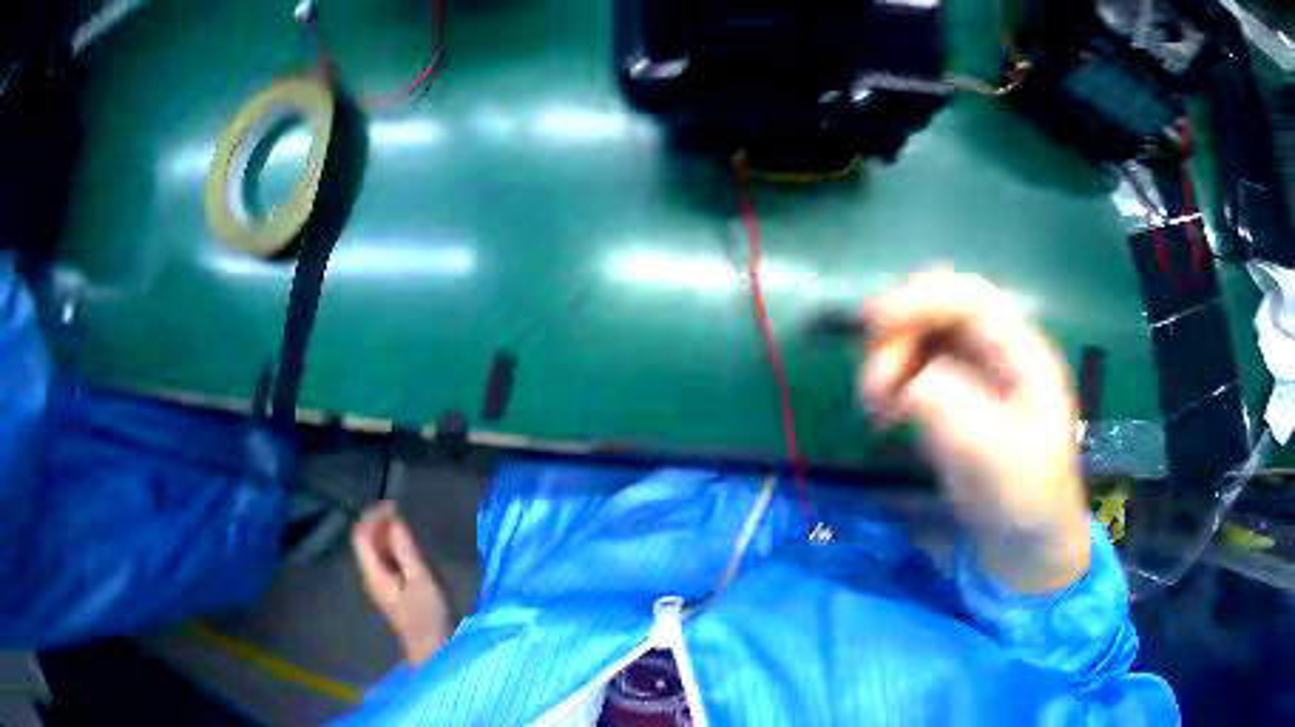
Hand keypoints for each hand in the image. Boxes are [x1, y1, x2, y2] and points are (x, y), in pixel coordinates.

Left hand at [352, 501, 451, 665]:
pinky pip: (384, 560)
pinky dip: (393, 548)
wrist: (433, 649)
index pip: (361, 535)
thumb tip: (394, 519)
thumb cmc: (428, 614)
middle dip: (379, 523)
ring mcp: (379, 584)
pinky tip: (410, 549)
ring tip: (407, 526)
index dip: (372, 516)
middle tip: (402, 512)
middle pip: (365, 541)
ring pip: (374, 550)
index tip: (393, 505)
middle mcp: (370, 576)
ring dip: (386, 535)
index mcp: (373, 572)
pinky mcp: (390, 590)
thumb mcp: (422, 578)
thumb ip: (405, 548)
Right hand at [858, 268, 1090, 592]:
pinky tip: (883, 415)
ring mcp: (973, 374)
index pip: (969, 299)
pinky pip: (912, 369)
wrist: (1026, 546)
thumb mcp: (998, 459)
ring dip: (887, 359)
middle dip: (897, 333)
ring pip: (919, 336)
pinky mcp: (953, 399)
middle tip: (873, 388)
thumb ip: (956, 411)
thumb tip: (907, 381)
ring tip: (874, 408)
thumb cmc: (1027, 501)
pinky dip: (889, 382)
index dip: (921, 299)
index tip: (872, 325)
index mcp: (1022, 354)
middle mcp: (997, 352)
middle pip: (937, 309)